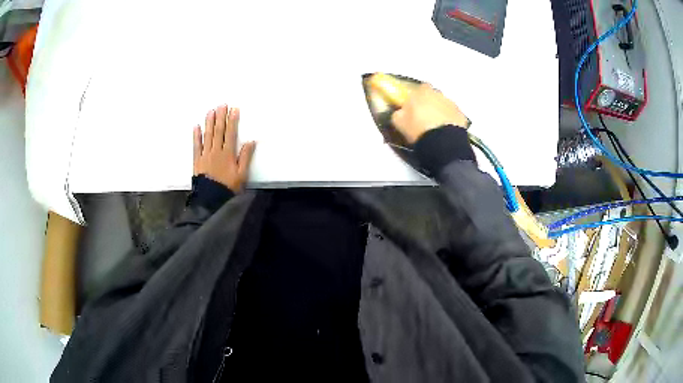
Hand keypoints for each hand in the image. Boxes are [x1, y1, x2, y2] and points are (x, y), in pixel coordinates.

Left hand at [194, 105, 255, 191]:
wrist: (211, 198)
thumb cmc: (228, 187)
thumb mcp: (242, 175)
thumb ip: (245, 157)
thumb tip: (250, 141)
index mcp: (228, 154)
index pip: (231, 133)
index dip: (232, 120)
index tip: (234, 109)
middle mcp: (216, 151)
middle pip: (218, 131)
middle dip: (220, 117)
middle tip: (222, 105)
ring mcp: (205, 154)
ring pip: (208, 135)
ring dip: (209, 122)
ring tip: (211, 111)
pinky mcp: (197, 160)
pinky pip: (196, 145)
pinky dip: (196, 136)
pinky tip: (196, 127)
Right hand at [391, 84, 468, 143]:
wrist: (442, 142)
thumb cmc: (417, 129)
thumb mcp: (399, 122)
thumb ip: (398, 113)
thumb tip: (400, 111)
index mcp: (422, 92)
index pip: (419, 88)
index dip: (417, 97)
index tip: (414, 106)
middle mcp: (438, 94)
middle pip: (433, 96)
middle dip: (430, 103)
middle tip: (425, 117)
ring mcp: (452, 104)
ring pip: (444, 105)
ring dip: (441, 112)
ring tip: (436, 127)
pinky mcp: (461, 116)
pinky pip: (454, 116)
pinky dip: (450, 121)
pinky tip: (445, 132)